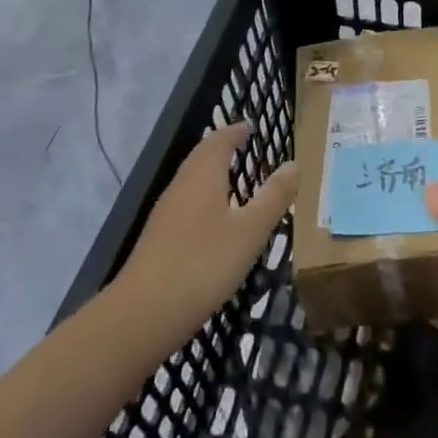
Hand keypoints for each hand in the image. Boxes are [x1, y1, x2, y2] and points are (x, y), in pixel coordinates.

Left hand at [114, 124, 295, 340]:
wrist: (144, 312)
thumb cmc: (204, 263)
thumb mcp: (250, 231)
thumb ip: (273, 197)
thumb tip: (294, 164)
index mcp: (203, 175)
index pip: (219, 140)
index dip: (235, 130)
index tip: (251, 126)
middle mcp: (181, 185)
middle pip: (201, 156)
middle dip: (222, 146)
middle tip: (243, 144)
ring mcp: (166, 212)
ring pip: (192, 179)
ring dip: (212, 171)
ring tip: (234, 176)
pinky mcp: (159, 237)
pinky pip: (186, 201)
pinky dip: (204, 195)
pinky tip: (214, 218)